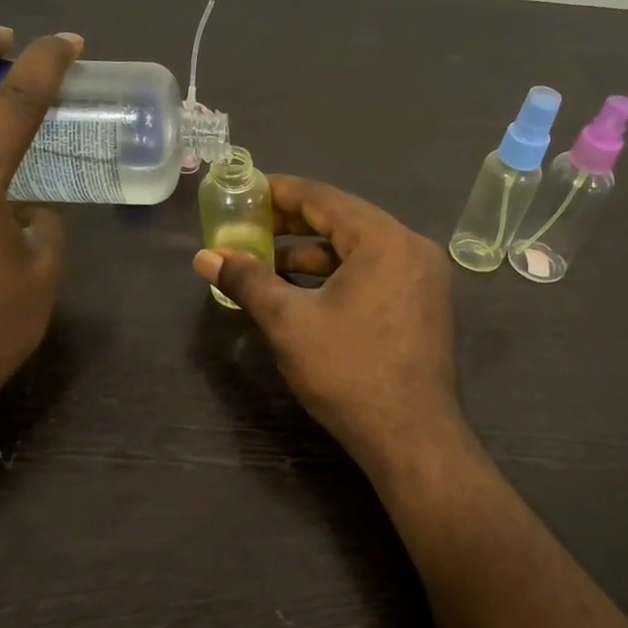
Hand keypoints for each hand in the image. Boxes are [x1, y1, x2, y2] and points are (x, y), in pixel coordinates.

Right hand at [193, 176, 460, 470]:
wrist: (411, 438)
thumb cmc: (348, 372)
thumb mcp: (289, 322)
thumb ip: (247, 280)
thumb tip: (204, 257)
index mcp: (384, 239)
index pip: (323, 198)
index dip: (279, 191)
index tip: (245, 189)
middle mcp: (411, 247)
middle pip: (342, 220)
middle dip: (291, 224)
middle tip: (248, 226)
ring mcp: (422, 278)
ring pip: (357, 250)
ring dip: (310, 254)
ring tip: (264, 262)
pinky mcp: (422, 304)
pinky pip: (372, 273)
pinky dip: (336, 275)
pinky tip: (301, 290)